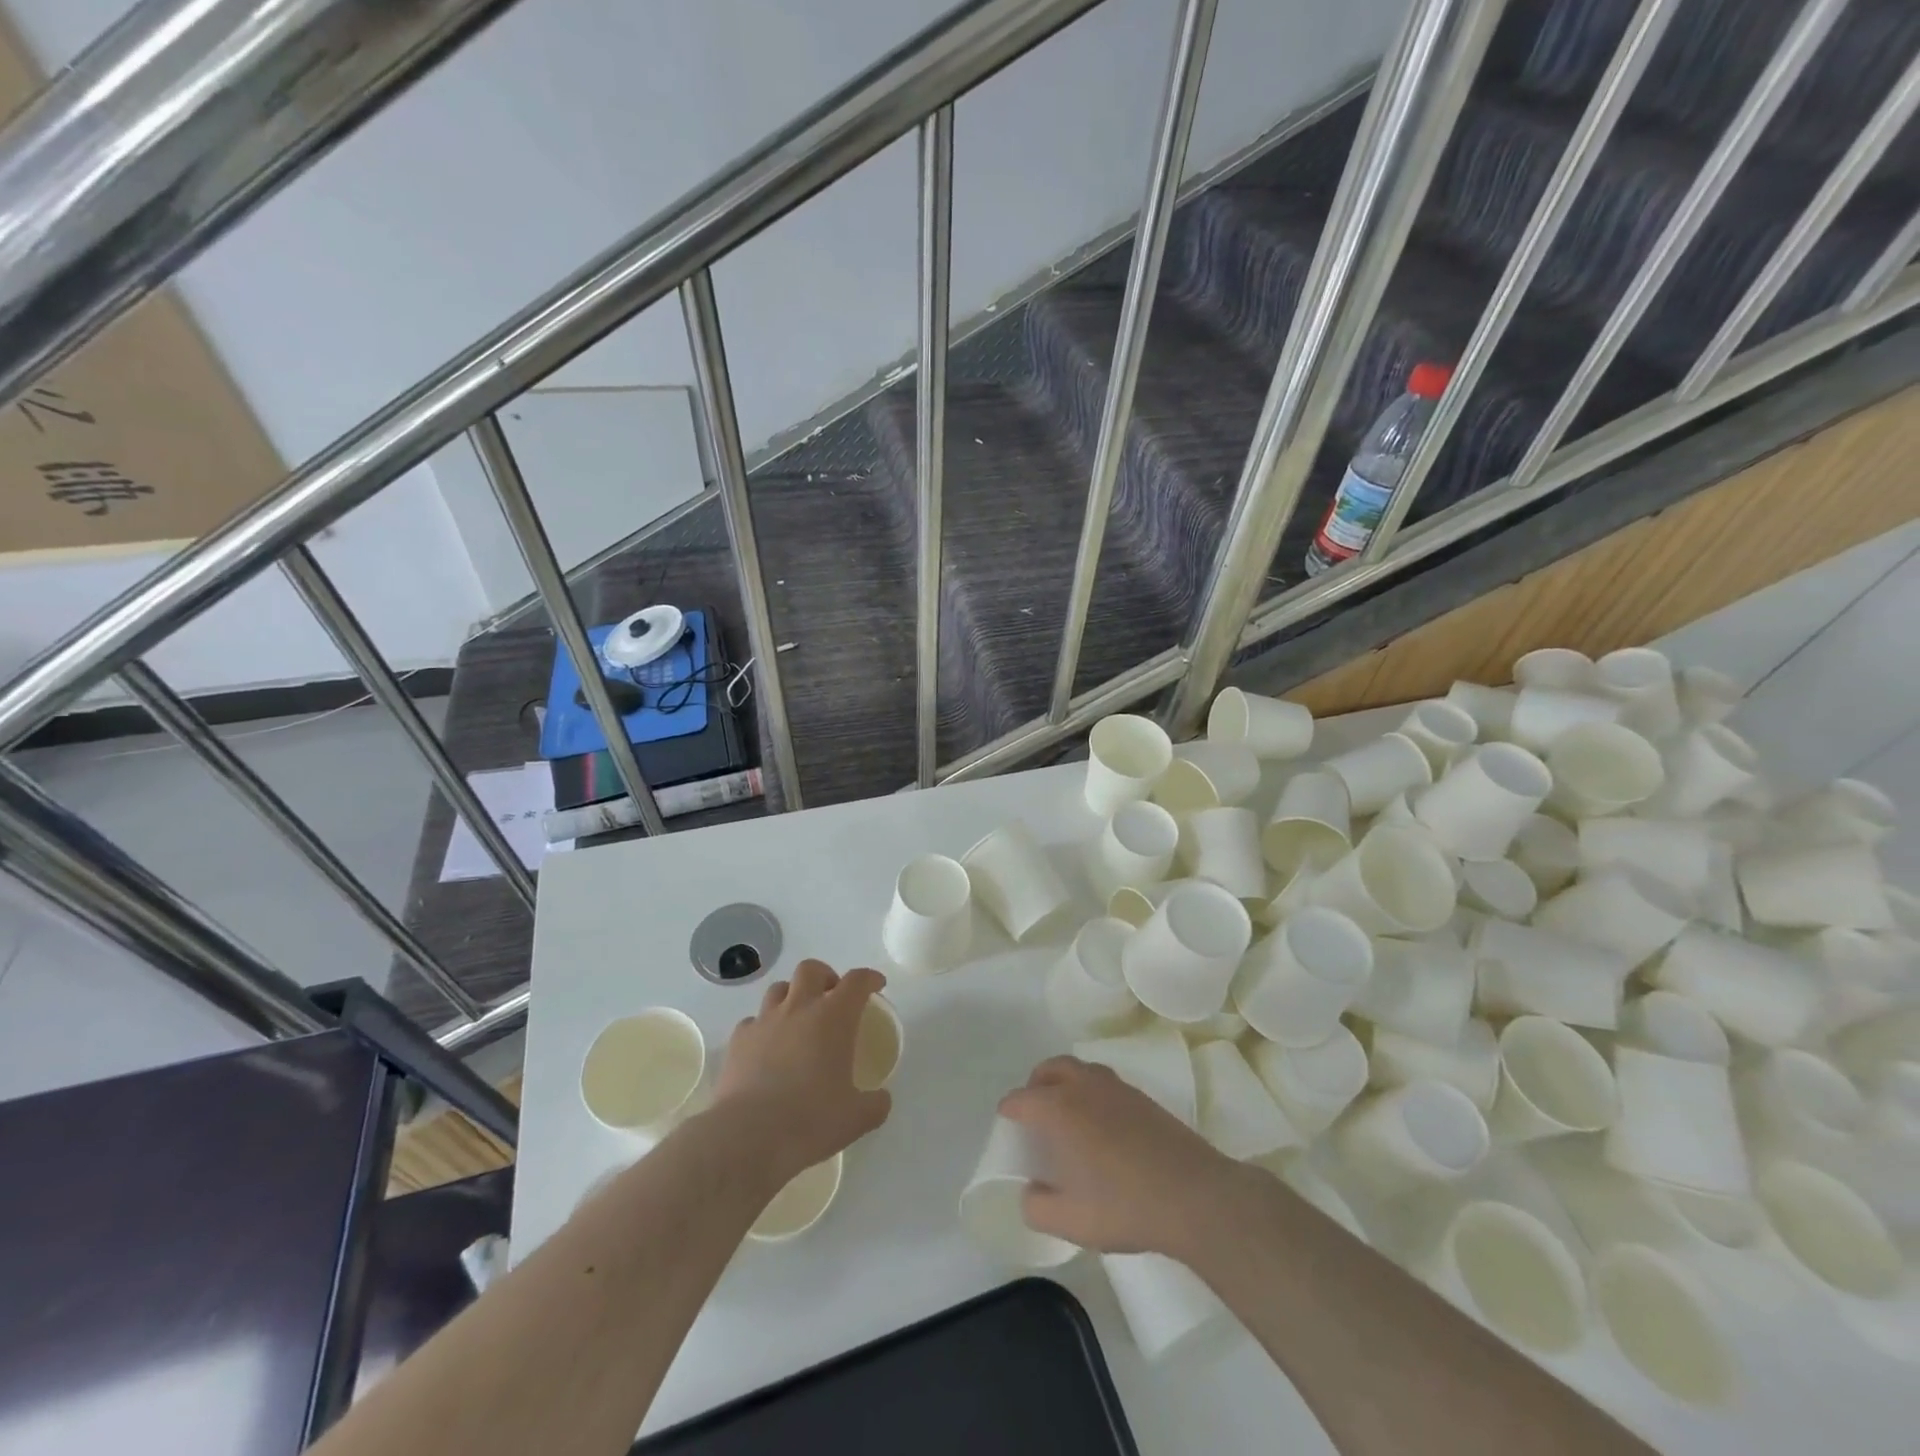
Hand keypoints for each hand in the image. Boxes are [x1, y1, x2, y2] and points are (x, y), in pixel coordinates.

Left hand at [713, 960, 891, 1188]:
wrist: (748, 1137)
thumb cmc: (810, 1120)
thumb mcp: (856, 1118)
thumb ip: (875, 1104)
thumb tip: (881, 1099)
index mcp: (834, 1017)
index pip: (857, 981)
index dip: (869, 978)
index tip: (876, 985)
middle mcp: (799, 1008)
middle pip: (811, 969)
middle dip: (825, 977)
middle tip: (832, 999)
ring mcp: (764, 1021)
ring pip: (779, 989)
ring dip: (792, 997)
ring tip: (798, 1021)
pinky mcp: (738, 1040)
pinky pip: (753, 1021)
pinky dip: (763, 1027)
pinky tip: (767, 1049)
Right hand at [999, 1056, 1258, 1259]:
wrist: (1194, 1195)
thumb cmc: (1125, 1206)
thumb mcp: (1070, 1221)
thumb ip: (1037, 1207)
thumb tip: (1030, 1193)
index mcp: (1059, 1108)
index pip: (1020, 1099)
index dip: (1008, 1113)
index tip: (1008, 1131)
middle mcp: (1083, 1086)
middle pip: (1049, 1069)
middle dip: (1035, 1086)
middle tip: (1034, 1115)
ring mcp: (1116, 1087)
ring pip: (1079, 1069)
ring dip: (1064, 1083)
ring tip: (1067, 1117)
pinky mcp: (1142, 1097)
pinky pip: (1103, 1082)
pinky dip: (1090, 1092)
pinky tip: (1101, 1126)